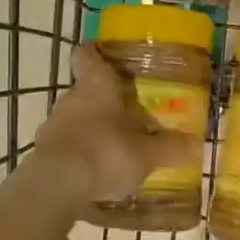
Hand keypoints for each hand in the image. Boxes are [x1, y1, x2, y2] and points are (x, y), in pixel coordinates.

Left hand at [30, 45, 201, 210]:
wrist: (55, 188)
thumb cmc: (104, 154)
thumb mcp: (146, 154)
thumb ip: (170, 148)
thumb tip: (196, 145)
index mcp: (96, 86)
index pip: (88, 55)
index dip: (95, 52)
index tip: (104, 53)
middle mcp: (70, 98)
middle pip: (86, 90)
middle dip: (105, 100)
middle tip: (129, 112)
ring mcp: (52, 125)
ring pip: (75, 118)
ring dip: (91, 128)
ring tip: (115, 147)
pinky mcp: (43, 153)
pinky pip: (66, 145)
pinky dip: (79, 153)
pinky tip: (95, 172)